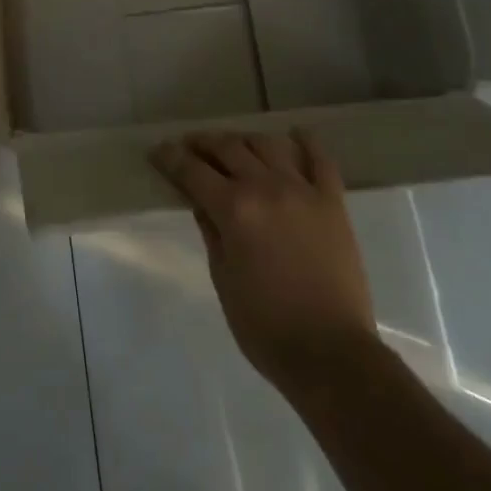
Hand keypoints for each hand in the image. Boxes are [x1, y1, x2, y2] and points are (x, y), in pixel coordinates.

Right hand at [153, 130, 376, 397]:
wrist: (332, 354)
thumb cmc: (266, 327)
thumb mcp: (223, 280)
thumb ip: (211, 232)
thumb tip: (201, 202)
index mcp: (234, 209)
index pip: (192, 171)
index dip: (170, 158)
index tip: (158, 150)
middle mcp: (266, 188)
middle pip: (228, 148)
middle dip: (203, 142)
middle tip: (189, 146)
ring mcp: (303, 191)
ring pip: (268, 145)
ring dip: (245, 140)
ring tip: (234, 145)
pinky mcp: (333, 202)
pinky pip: (320, 160)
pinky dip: (306, 143)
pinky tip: (294, 136)